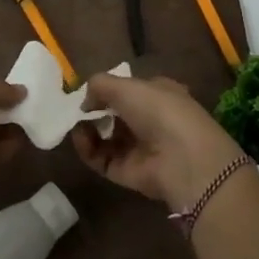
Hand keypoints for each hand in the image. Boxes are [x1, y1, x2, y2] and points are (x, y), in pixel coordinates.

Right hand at [70, 73, 247, 213]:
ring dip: (87, 130)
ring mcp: (139, 148)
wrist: (182, 159)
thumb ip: (100, 85)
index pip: (131, 90)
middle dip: (95, 111)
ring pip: (106, 137)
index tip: (89, 92)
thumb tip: (85, 101)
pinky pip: (101, 159)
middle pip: (116, 115)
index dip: (109, 90)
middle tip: (78, 110)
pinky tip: (79, 138)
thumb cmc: (159, 111)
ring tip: (75, 124)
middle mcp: (150, 121)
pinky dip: (87, 149)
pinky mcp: (127, 172)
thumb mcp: (126, 86)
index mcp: (159, 94)